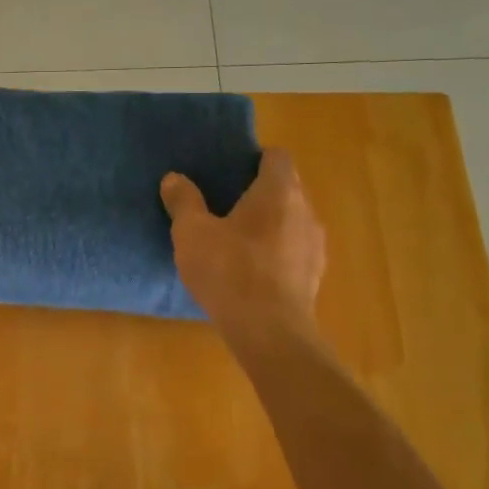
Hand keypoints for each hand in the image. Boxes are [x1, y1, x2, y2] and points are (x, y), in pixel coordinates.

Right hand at [161, 148, 326, 349]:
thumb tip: (173, 178)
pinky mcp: (314, 277)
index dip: (254, 159)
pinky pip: (293, 251)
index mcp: (279, 191)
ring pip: (291, 221)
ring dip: (269, 225)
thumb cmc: (229, 270)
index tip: (229, 170)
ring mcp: (315, 246)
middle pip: (286, 188)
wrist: (268, 332)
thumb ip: (183, 201)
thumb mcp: (192, 233)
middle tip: (224, 204)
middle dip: (259, 192)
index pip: (277, 157)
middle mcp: (305, 211)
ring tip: (237, 239)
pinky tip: (250, 271)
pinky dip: (275, 253)